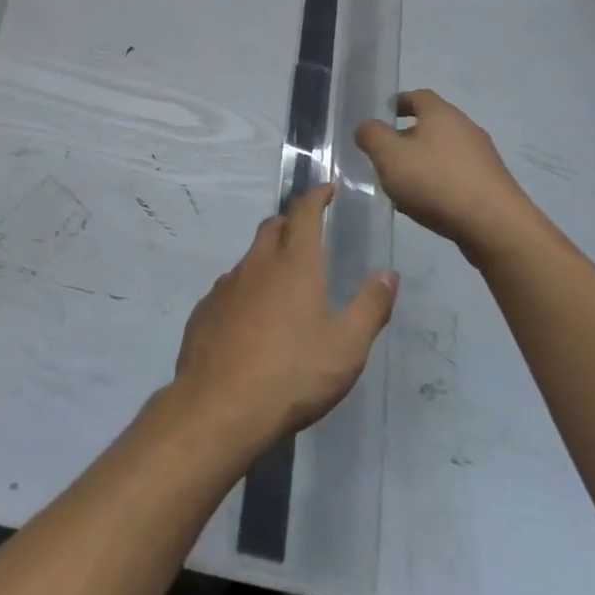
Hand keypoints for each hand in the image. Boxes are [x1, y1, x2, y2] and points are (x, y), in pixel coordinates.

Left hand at [171, 184, 396, 452]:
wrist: (220, 406)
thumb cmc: (293, 374)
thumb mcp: (347, 348)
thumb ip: (370, 307)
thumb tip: (389, 273)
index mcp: (296, 264)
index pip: (305, 211)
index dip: (316, 195)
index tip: (327, 189)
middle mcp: (258, 263)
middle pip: (273, 226)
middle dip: (291, 222)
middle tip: (308, 234)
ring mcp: (227, 284)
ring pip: (250, 257)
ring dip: (268, 258)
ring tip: (284, 283)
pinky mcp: (206, 308)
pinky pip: (230, 286)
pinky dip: (246, 289)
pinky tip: (252, 318)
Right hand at [356, 90, 528, 258]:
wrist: (495, 226)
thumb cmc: (436, 181)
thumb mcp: (389, 155)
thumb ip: (371, 136)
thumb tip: (367, 127)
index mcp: (441, 113)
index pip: (417, 96)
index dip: (398, 103)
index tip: (382, 117)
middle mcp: (466, 128)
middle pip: (432, 125)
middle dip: (408, 138)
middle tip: (387, 157)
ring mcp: (483, 157)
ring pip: (444, 152)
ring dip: (424, 163)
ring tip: (404, 187)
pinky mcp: (492, 184)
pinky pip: (458, 176)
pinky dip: (440, 183)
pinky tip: (429, 205)